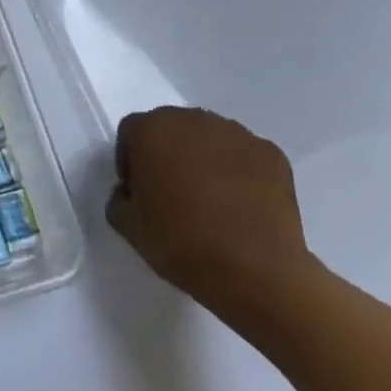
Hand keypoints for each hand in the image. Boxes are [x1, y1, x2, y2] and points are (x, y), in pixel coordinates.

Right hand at [105, 106, 316, 326]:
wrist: (255, 271)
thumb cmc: (181, 243)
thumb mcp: (129, 227)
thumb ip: (119, 199)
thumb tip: (130, 192)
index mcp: (151, 129)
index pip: (131, 132)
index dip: (131, 160)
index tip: (139, 191)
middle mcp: (192, 119)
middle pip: (171, 128)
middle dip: (168, 153)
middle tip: (173, 193)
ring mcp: (236, 133)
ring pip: (209, 139)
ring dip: (204, 159)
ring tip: (212, 200)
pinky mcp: (271, 153)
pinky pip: (244, 156)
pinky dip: (240, 172)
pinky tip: (242, 206)